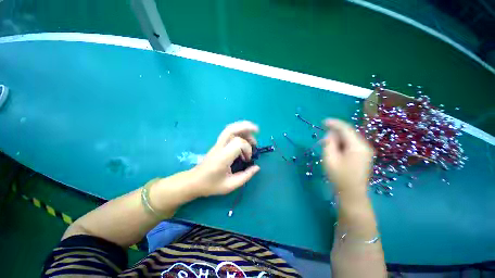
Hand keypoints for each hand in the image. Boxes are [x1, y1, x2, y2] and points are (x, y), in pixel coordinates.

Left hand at [190, 121, 260, 196]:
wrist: (194, 181)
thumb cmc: (211, 185)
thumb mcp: (230, 185)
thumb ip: (245, 176)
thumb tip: (257, 167)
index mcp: (222, 157)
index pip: (238, 143)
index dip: (247, 149)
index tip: (248, 159)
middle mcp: (219, 147)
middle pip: (231, 129)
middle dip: (246, 127)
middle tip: (257, 130)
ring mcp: (217, 144)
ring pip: (229, 129)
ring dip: (242, 128)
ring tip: (253, 135)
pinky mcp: (217, 144)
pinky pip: (228, 133)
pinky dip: (238, 131)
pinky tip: (244, 137)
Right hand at [322, 119, 373, 194]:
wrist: (352, 193)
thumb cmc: (339, 176)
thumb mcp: (330, 159)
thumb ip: (329, 143)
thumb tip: (330, 134)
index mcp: (357, 146)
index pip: (346, 129)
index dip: (334, 123)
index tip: (323, 121)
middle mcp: (364, 146)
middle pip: (348, 133)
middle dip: (335, 134)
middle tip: (324, 141)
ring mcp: (365, 151)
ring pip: (349, 139)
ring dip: (338, 140)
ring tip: (328, 148)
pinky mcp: (363, 156)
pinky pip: (351, 144)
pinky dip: (342, 144)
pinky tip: (336, 151)